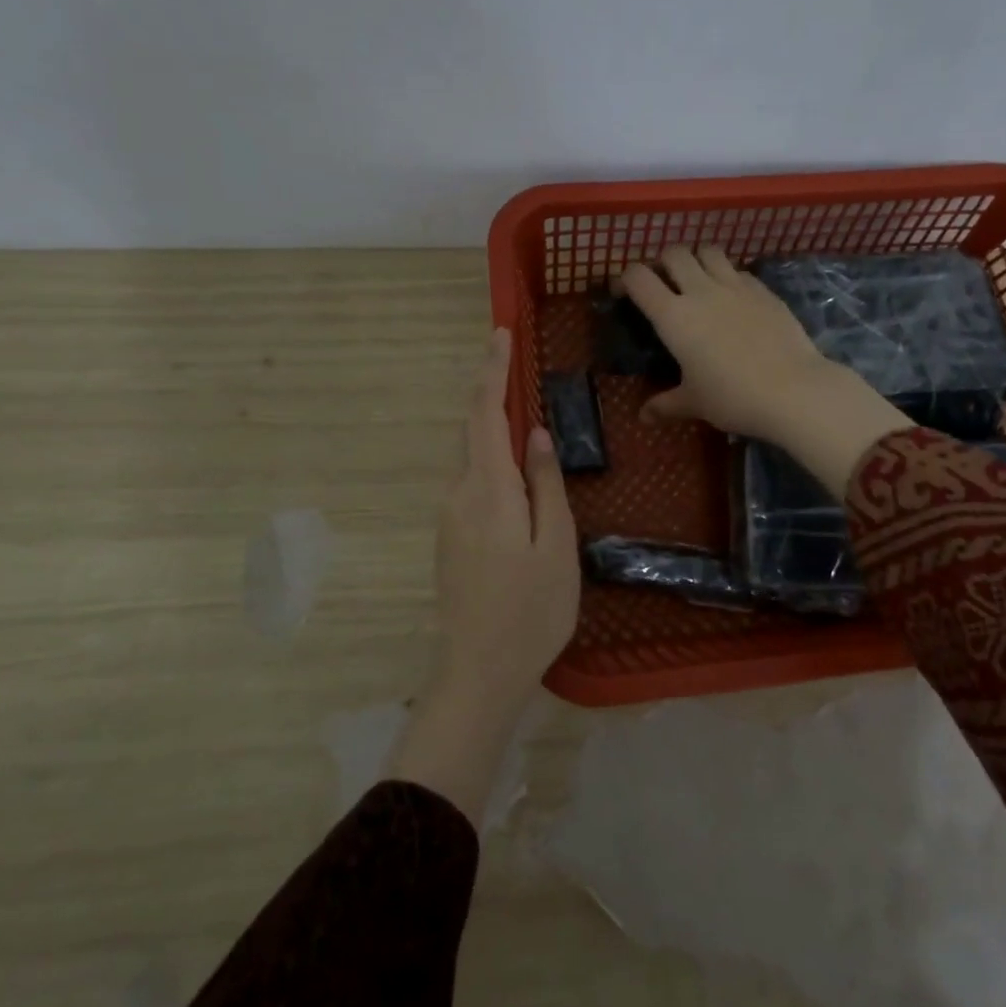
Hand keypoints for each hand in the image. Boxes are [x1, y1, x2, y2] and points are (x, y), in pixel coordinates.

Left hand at [392, 328, 578, 825]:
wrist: (478, 673)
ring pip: (472, 458)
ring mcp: (449, 518)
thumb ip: (546, 486)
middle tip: (512, 360)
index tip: (499, 333)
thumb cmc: (531, 612)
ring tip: (522, 411)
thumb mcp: (556, 547)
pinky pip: (472, 483)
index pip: (485, 415)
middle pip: (473, 431)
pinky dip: (490, 460)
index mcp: (489, 491)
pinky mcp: (450, 538)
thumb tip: (537, 435)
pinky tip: (514, 472)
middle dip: (490, 391)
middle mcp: (459, 495)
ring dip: (491, 428)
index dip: (492, 371)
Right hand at [617, 246, 913, 498]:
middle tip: (664, 285)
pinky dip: (728, 276)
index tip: (623, 293)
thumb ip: (665, 404)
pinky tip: (733, 299)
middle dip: (662, 263)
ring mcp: (735, 286)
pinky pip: (739, 270)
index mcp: (673, 316)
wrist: (793, 390)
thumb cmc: (733, 397)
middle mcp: (701, 291)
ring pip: (708, 251)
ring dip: (697, 260)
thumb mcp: (694, 402)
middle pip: (674, 253)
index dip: (625, 279)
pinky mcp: (764, 290)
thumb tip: (643, 417)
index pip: (638, 277)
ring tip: (698, 282)